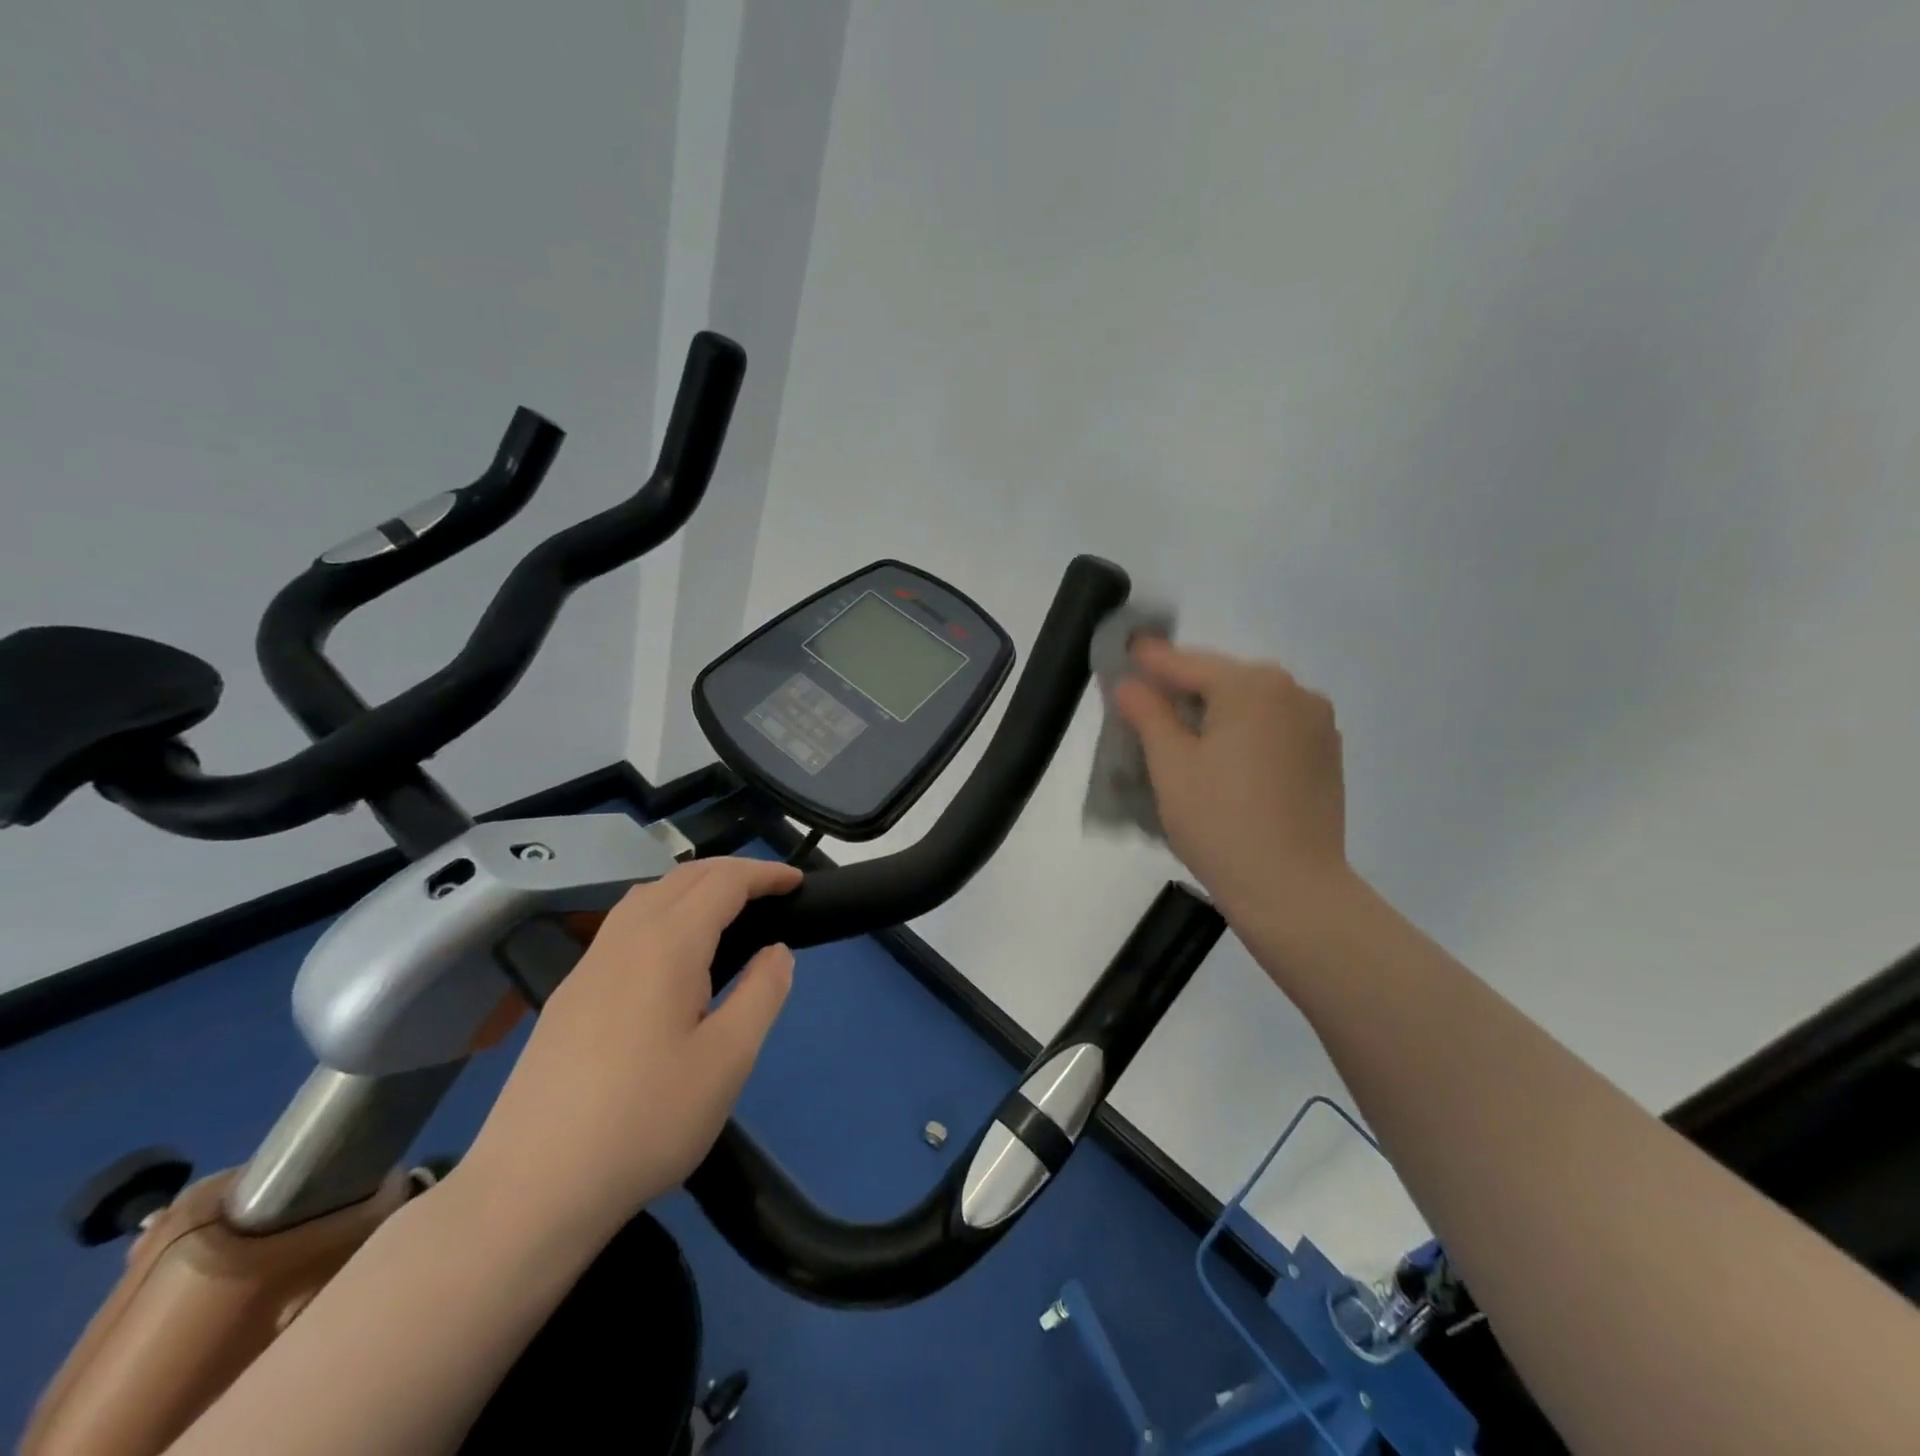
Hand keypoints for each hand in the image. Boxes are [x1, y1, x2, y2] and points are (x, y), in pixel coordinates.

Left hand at [453, 857, 801, 1244]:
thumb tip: (777, 951)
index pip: (723, 883)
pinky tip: (670, 953)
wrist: (530, 1192)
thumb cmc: (645, 1122)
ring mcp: (587, 967)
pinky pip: (623, 925)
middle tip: (770, 890)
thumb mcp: (728, 1061)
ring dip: (693, 886)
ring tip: (725, 911)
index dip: (764, 874)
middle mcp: (624, 940)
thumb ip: (762, 993)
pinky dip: (662, 910)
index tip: (798, 881)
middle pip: (682, 878)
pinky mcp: (568, 997)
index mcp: (666, 946)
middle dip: (731, 871)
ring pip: (646, 896)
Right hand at [1113, 639, 1349, 921]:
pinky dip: (1243, 733)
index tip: (1122, 651)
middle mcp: (1293, 691)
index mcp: (1252, 686)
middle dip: (1181, 690)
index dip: (1148, 662)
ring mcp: (1317, 723)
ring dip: (1214, 712)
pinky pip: (1273, 728)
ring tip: (1180, 738)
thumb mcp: (1170, 765)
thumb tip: (1130, 683)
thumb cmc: (1220, 823)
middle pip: (1221, 680)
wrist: (1292, 889)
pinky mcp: (1326, 755)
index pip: (1186, 664)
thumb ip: (1147, 713)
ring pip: (1249, 705)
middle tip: (1143, 706)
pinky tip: (1222, 761)